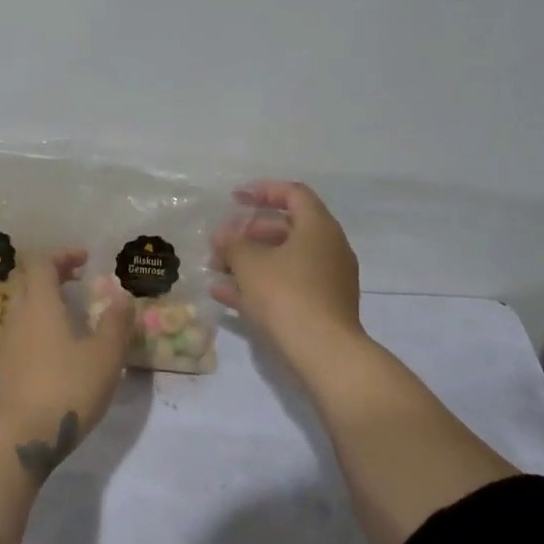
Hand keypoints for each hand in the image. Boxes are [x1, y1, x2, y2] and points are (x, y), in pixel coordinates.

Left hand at [0, 250, 135, 482]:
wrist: (21, 437)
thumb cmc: (67, 389)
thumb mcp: (105, 356)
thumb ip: (116, 323)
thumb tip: (121, 296)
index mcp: (39, 305)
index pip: (42, 263)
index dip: (63, 255)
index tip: (86, 259)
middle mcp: (17, 317)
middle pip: (27, 281)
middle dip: (52, 273)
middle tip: (78, 279)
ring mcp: (7, 343)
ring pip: (21, 306)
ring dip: (44, 299)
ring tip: (72, 311)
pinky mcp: (4, 367)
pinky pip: (20, 330)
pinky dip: (38, 323)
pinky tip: (59, 345)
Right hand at [212, 181, 362, 362]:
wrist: (323, 353)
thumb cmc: (286, 296)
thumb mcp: (250, 264)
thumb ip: (233, 244)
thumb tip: (225, 236)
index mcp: (318, 228)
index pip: (293, 194)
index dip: (262, 191)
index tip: (234, 198)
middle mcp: (328, 248)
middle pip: (285, 229)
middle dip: (248, 233)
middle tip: (220, 243)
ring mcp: (326, 280)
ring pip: (283, 260)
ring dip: (249, 261)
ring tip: (216, 268)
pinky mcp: (320, 307)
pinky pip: (285, 285)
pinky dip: (258, 284)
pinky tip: (224, 294)